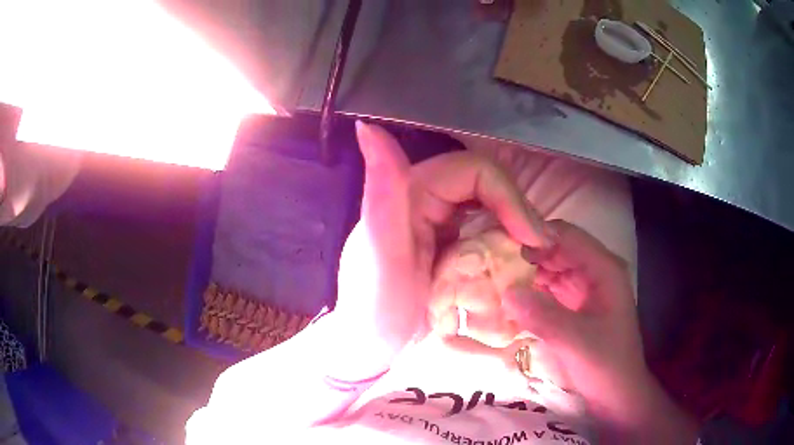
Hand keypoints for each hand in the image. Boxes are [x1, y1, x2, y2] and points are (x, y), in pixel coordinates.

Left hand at [326, 122, 552, 380]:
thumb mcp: (381, 257)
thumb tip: (368, 127)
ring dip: (516, 232)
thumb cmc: (374, 311)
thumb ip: (382, 193)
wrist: (372, 351)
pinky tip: (517, 268)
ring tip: (534, 261)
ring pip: (491, 211)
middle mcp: (424, 200)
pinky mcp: (448, 248)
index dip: (510, 197)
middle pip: (488, 188)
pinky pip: (486, 235)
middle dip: (519, 215)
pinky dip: (505, 248)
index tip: (532, 238)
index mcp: (410, 192)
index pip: (475, 172)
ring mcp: (438, 224)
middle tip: (540, 251)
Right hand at [503, 220, 697, 441]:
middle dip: (526, 253)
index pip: (567, 236)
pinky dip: (532, 291)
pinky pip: (550, 289)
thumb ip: (543, 316)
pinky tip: (510, 297)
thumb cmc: (606, 364)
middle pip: (557, 249)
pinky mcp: (576, 306)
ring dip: (526, 272)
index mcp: (603, 269)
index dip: (535, 235)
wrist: (618, 394)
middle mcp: (595, 271)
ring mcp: (585, 289)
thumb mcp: (575, 341)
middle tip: (490, 260)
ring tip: (493, 276)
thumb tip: (506, 291)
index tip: (499, 244)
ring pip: (551, 268)